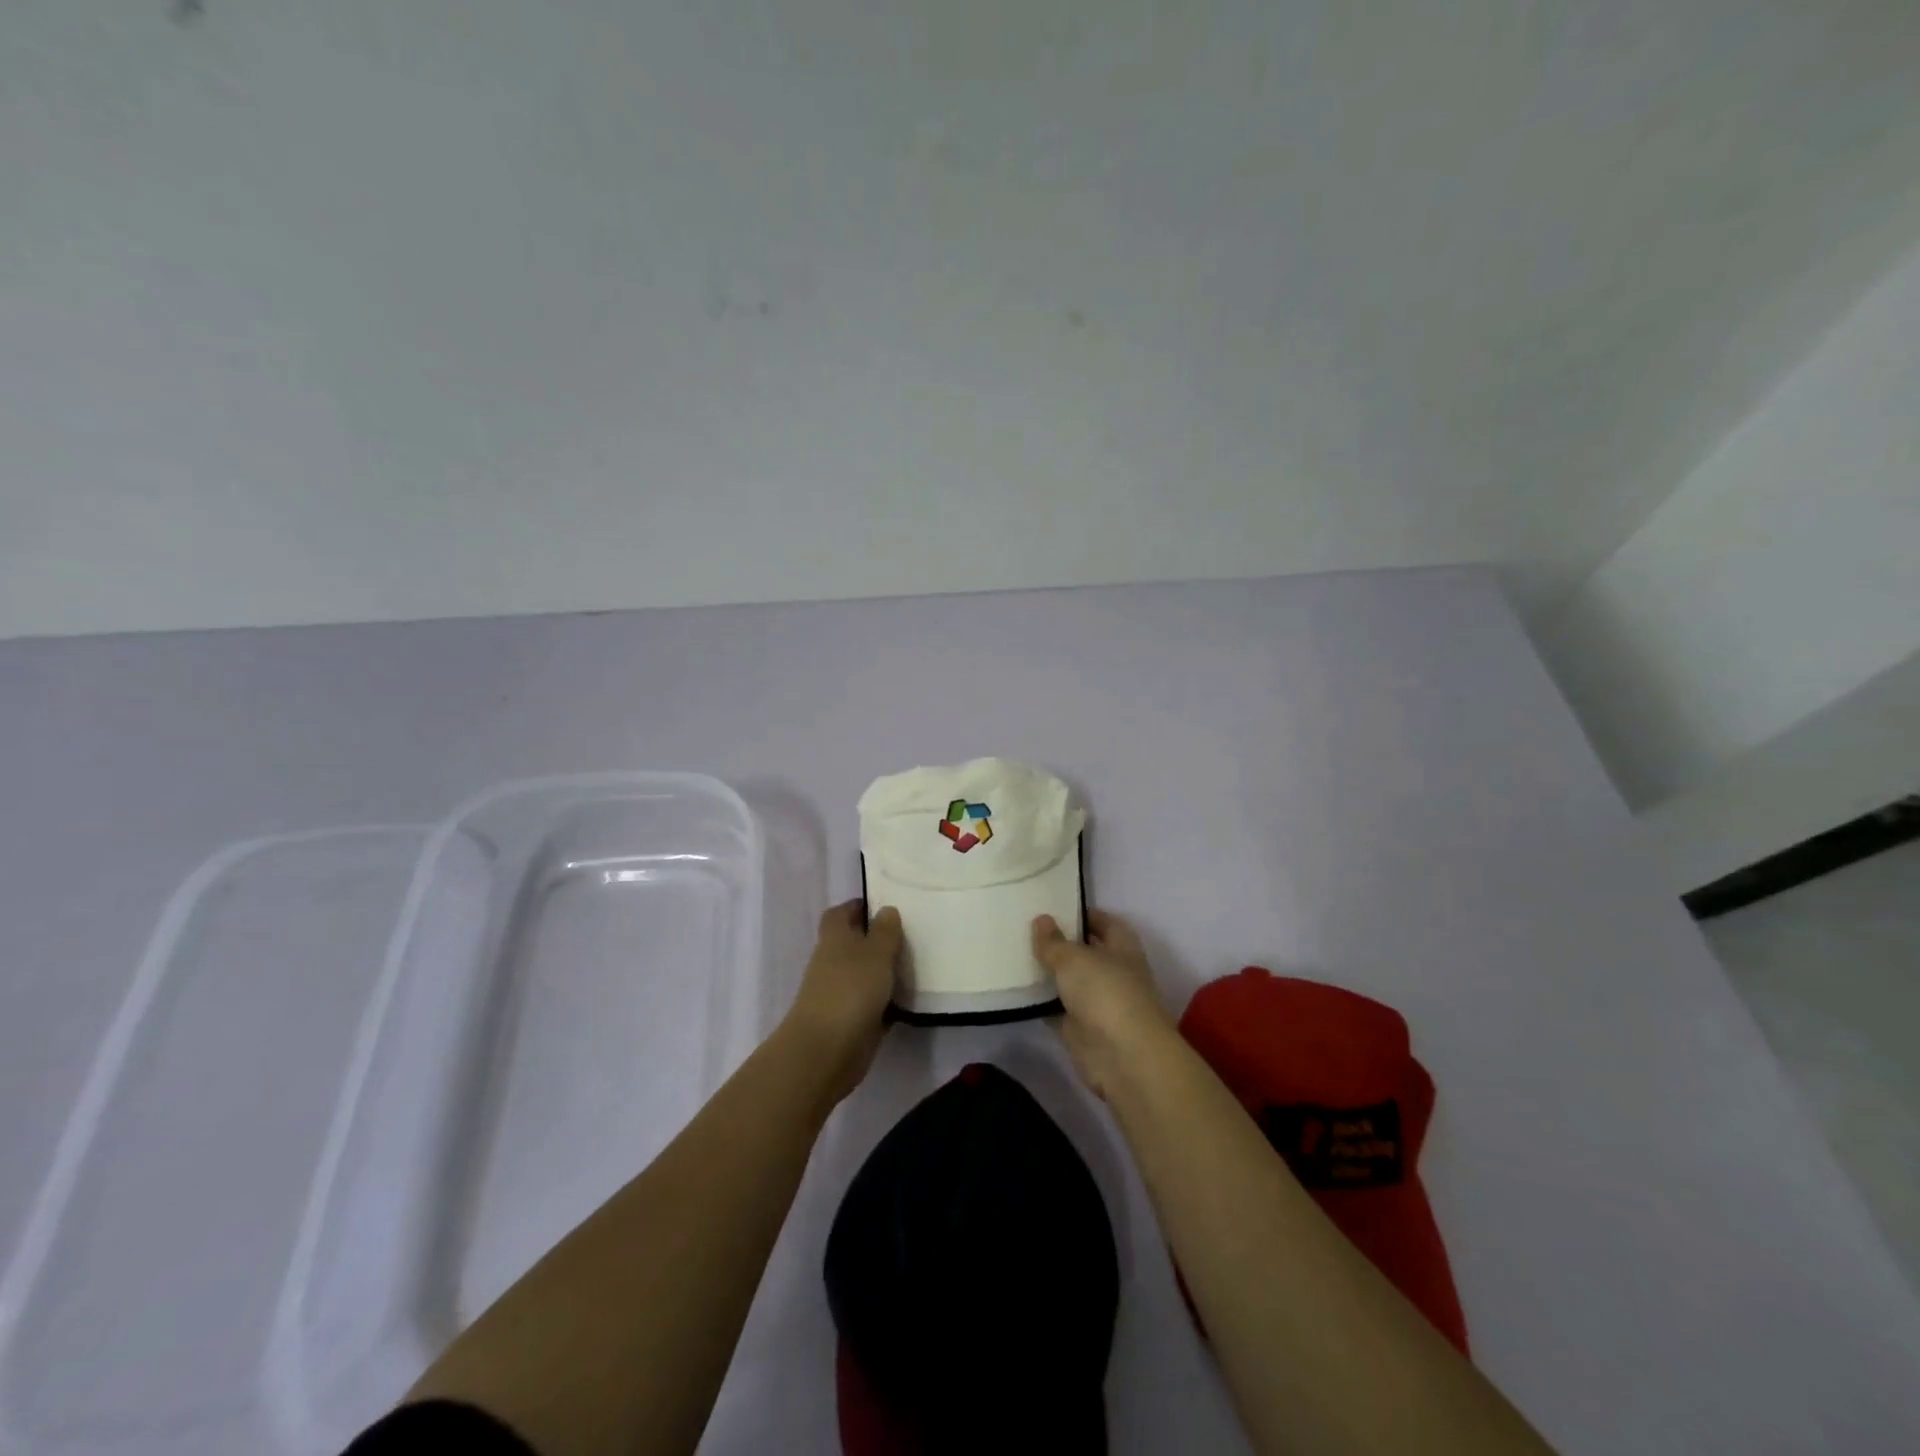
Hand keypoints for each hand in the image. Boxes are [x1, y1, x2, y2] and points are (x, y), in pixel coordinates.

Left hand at [781, 900, 902, 1103]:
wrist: (827, 1050)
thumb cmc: (851, 990)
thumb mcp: (875, 952)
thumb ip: (885, 931)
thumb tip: (886, 909)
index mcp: (835, 938)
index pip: (842, 912)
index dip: (860, 906)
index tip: (887, 905)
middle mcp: (834, 962)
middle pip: (855, 942)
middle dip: (879, 938)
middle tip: (913, 933)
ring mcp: (842, 992)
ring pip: (867, 973)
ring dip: (887, 970)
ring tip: (920, 962)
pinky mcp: (853, 1020)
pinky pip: (875, 1003)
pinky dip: (890, 1000)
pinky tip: (915, 998)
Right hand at [1032, 909, 1175, 1099]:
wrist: (1123, 1056)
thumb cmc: (1105, 992)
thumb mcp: (1074, 958)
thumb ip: (1054, 941)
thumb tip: (1041, 919)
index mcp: (1122, 947)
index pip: (1104, 922)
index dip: (1082, 914)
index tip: (1053, 907)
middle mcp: (1113, 972)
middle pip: (1084, 952)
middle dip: (1060, 943)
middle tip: (1025, 928)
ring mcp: (1098, 1002)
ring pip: (1069, 981)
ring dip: (1048, 973)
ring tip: (1015, 954)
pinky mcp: (1081, 1029)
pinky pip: (1057, 1008)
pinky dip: (1040, 1002)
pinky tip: (1015, 989)